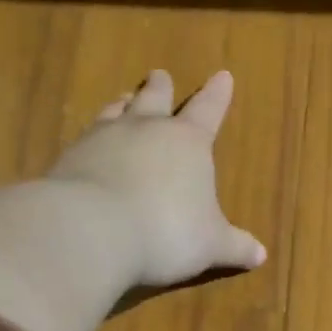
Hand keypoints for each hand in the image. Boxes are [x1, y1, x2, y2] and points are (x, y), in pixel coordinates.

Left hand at [49, 68, 266, 286]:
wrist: (92, 231)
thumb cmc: (168, 232)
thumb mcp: (211, 245)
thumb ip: (235, 246)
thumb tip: (260, 255)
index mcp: (188, 142)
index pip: (208, 110)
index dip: (217, 94)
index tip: (222, 75)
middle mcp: (146, 129)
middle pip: (155, 97)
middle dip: (161, 87)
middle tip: (160, 75)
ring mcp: (104, 138)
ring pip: (116, 110)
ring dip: (124, 104)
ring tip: (124, 99)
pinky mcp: (70, 157)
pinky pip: (85, 136)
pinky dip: (93, 136)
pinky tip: (89, 143)